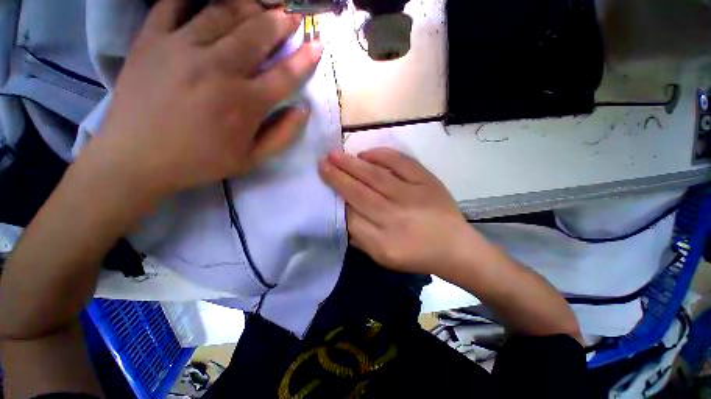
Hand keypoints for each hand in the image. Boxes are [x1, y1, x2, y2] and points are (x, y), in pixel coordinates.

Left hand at [87, 0, 322, 199]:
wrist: (136, 158)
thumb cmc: (201, 161)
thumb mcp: (252, 159)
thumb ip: (283, 135)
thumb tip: (303, 110)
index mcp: (245, 103)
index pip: (285, 75)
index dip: (305, 59)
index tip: (317, 45)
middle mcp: (218, 68)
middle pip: (257, 34)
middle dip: (280, 22)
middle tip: (291, 16)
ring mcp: (181, 48)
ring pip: (222, 11)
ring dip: (248, 5)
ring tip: (261, 4)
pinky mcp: (151, 39)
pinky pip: (174, 3)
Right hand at [319, 148, 479, 274]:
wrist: (455, 248)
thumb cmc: (416, 255)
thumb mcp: (383, 257)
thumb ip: (360, 238)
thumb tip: (343, 214)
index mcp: (383, 242)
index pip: (350, 217)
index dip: (335, 199)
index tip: (323, 185)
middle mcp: (394, 217)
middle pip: (359, 193)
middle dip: (337, 178)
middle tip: (322, 163)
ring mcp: (412, 196)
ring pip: (375, 176)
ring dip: (352, 164)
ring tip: (335, 154)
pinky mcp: (427, 182)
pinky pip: (401, 163)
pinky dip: (382, 155)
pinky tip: (366, 153)